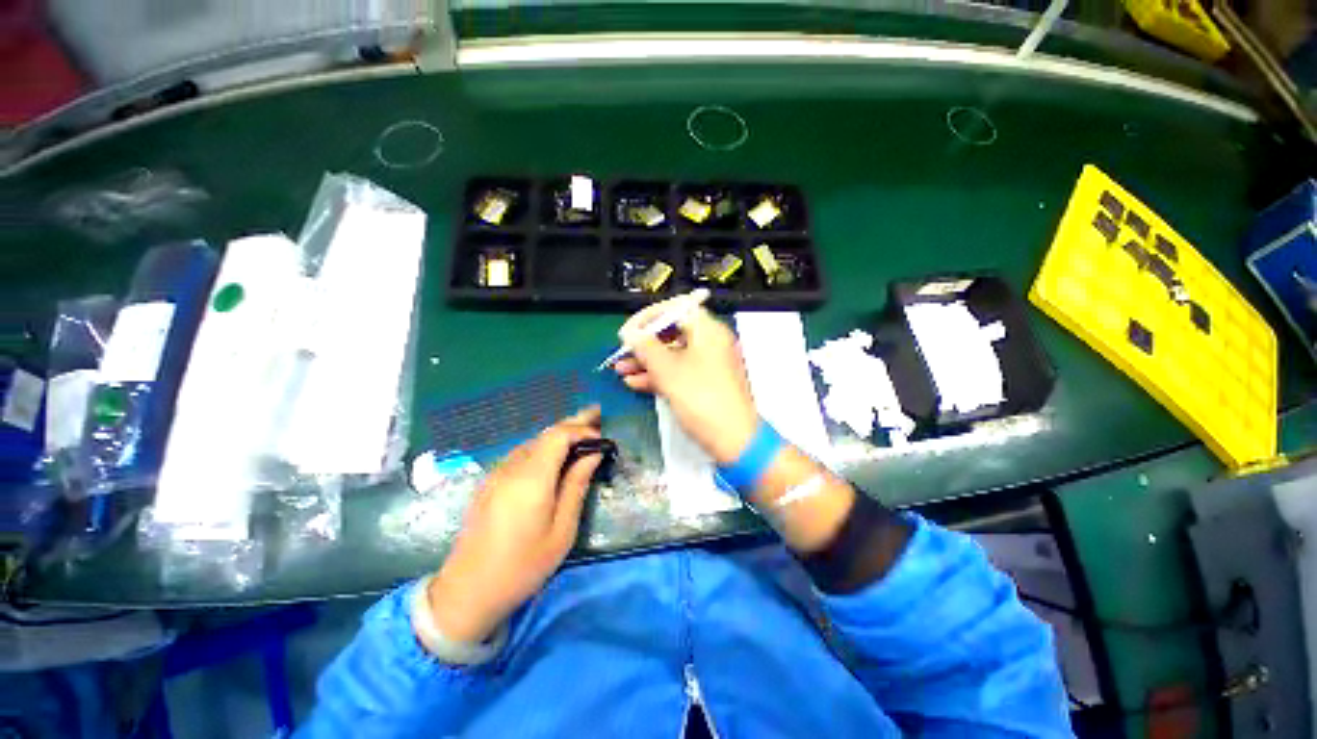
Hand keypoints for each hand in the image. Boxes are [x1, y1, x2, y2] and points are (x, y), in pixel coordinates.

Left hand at [425, 408, 603, 642]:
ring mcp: (497, 473)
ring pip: (533, 441)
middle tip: (597, 414)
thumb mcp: (561, 530)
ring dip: (558, 434)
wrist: (467, 593)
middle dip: (573, 422)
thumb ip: (577, 486)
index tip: (602, 436)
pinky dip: (543, 446)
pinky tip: (555, 454)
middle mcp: (511, 467)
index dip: (582, 429)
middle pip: (545, 433)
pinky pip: (522, 453)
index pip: (558, 435)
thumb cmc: (523, 566)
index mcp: (531, 478)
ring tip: (582, 432)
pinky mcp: (490, 482)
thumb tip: (593, 454)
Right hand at [614, 299, 757, 464]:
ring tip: (620, 369)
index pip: (677, 308)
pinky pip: (678, 372)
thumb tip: (630, 332)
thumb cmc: (701, 399)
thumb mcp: (668, 371)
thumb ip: (646, 348)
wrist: (734, 441)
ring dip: (646, 361)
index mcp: (708, 331)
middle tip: (622, 351)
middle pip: (673, 332)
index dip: (650, 316)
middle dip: (645, 342)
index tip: (630, 329)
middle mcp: (710, 343)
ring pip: (673, 355)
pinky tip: (634, 383)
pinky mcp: (705, 385)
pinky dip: (658, 375)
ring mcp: (708, 365)